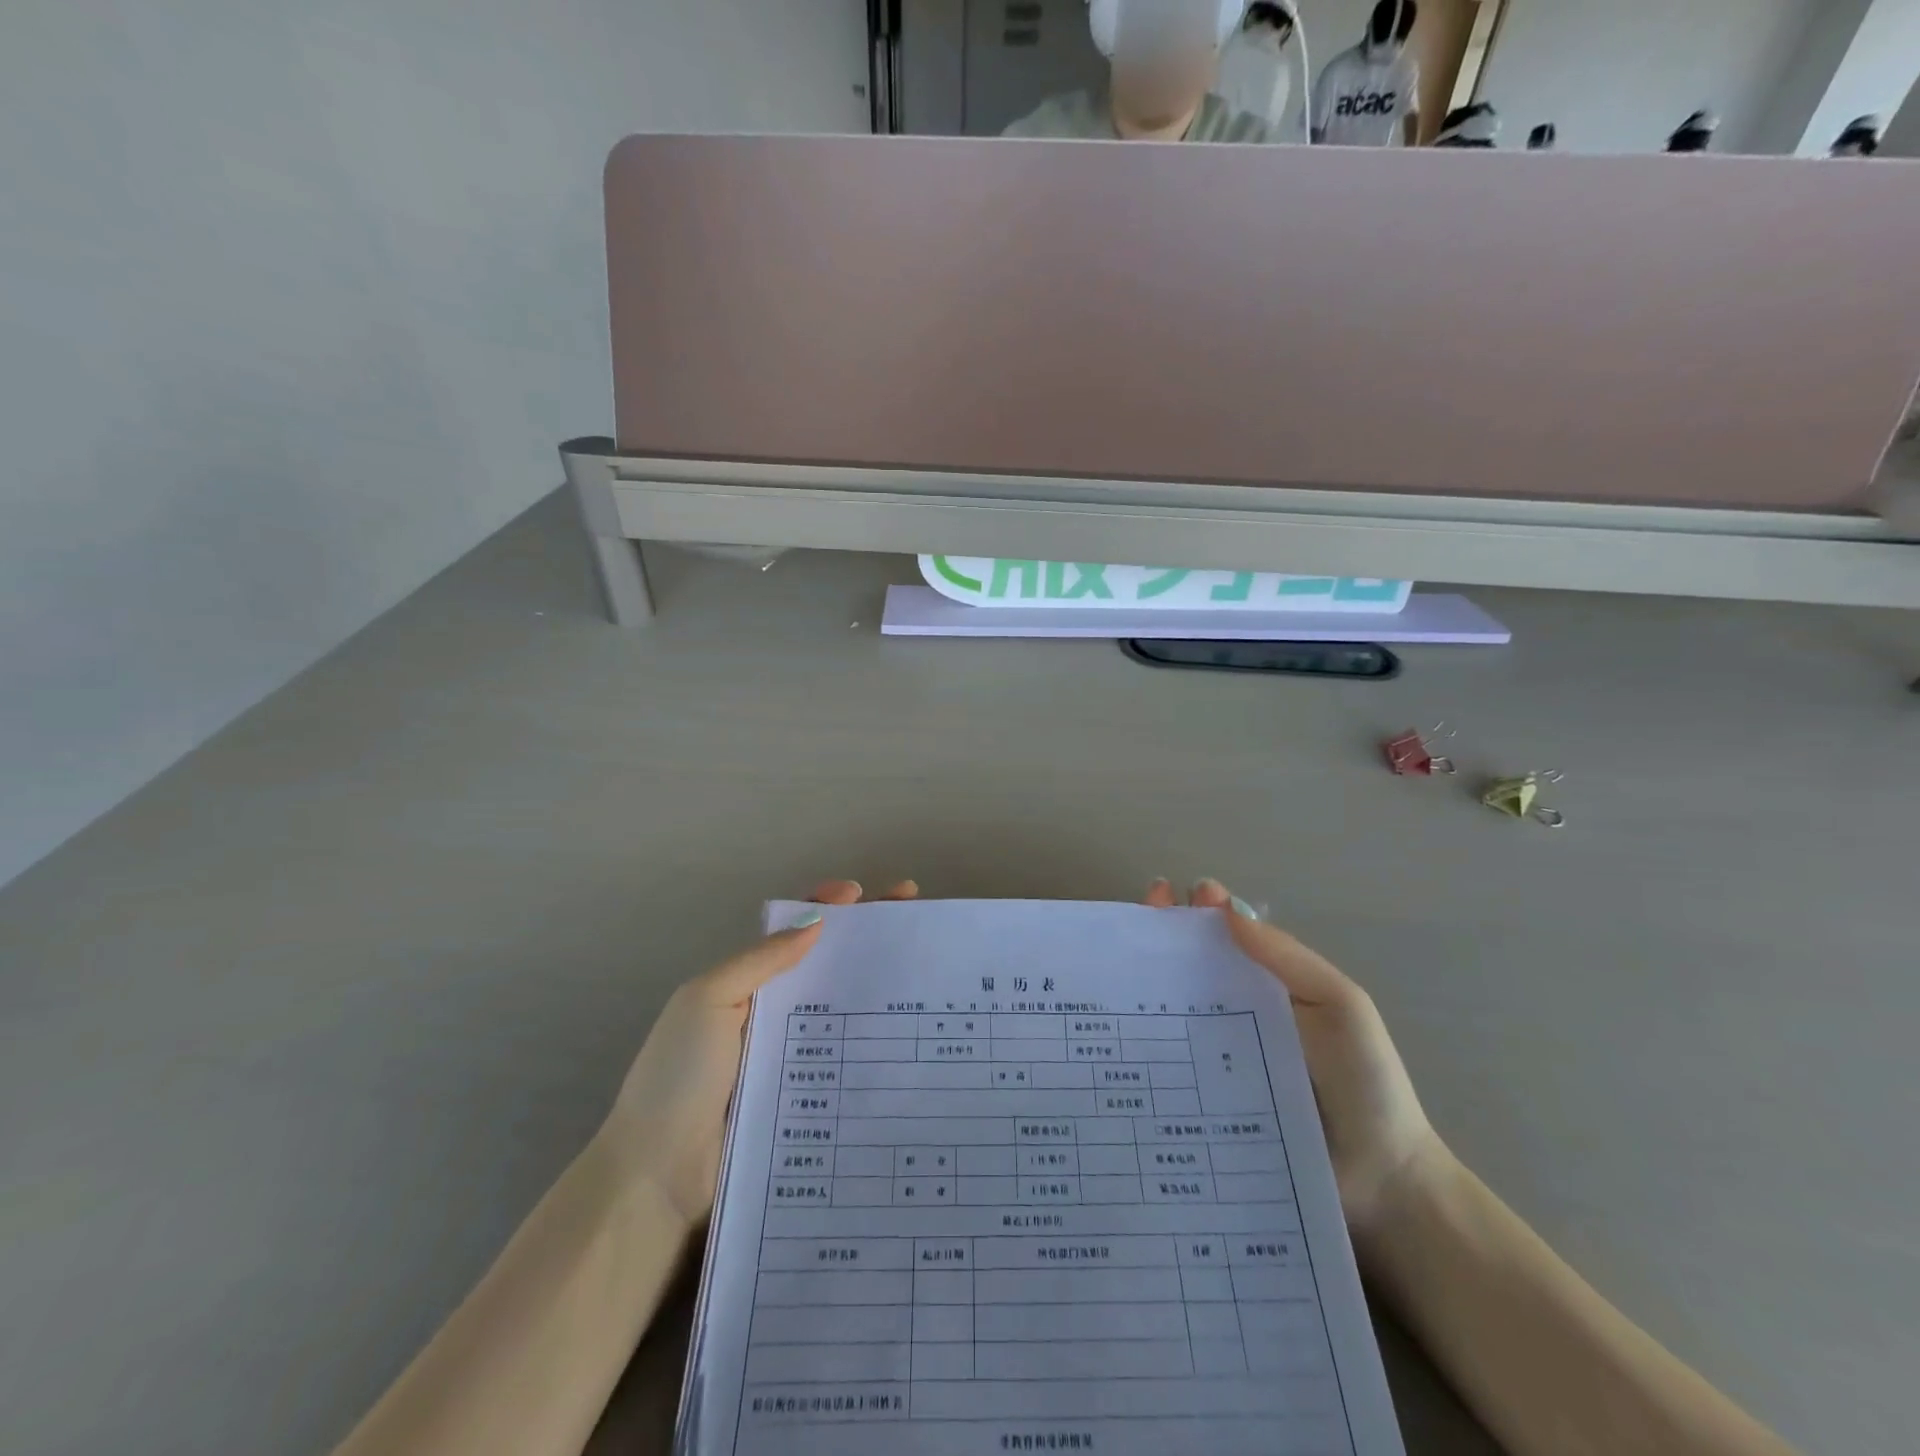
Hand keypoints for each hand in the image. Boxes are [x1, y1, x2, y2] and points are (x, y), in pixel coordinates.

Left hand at [599, 879, 918, 1227]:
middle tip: (912, 914)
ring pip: (843, 1009)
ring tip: (923, 968)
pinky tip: (912, 1034)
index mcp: (745, 984)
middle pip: (826, 964)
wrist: (657, 1178)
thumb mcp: (707, 1000)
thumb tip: (817, 921)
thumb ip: (760, 960)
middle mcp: (773, 1014)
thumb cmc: (679, 1076)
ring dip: (878, 985)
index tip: (864, 894)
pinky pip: (845, 1060)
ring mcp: (792, 1058)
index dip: (826, 907)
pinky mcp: (807, 1100)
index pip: (792, 933)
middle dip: (866, 936)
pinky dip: (875, 1042)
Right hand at [1146, 878, 1446, 1243]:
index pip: (1224, 935)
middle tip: (1132, 924)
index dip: (1193, 910)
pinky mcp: (1203, 1102)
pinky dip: (1142, 1047)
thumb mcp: (1340, 1005)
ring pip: (1171, 1013)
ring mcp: (1215, 1059)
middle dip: (1157, 938)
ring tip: (1111, 974)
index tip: (1164, 893)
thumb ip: (1287, 958)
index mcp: (1269, 984)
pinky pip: (1169, 1066)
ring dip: (1141, 988)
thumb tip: (1225, 908)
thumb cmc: (1366, 1082)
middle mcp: (1235, 1013)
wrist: (1382, 1183)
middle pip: (1188, 967)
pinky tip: (1115, 1038)